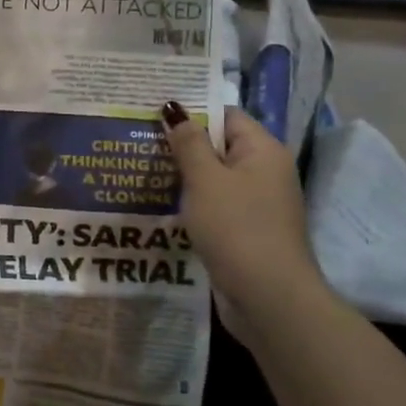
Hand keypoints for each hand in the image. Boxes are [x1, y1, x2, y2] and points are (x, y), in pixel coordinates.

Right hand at [160, 102, 327, 340]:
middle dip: (182, 145)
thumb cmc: (236, 228)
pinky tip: (162, 205)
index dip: (191, 111)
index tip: (152, 113)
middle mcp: (265, 172)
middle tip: (137, 140)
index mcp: (262, 151)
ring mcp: (257, 203)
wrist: (268, 297)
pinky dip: (192, 203)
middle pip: (219, 146)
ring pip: (214, 178)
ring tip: (141, 170)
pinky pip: (215, 205)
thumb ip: (188, 143)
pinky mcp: (246, 230)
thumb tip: (175, 108)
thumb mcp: (205, 180)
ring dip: (184, 176)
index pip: (226, 115)